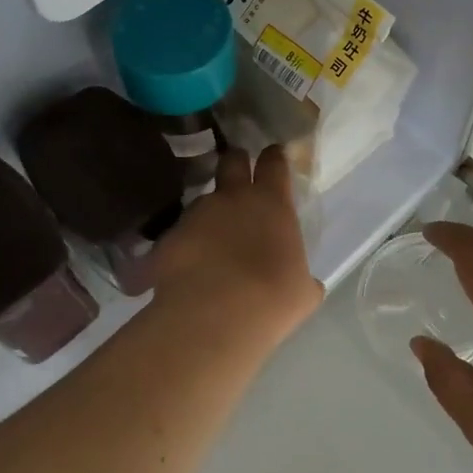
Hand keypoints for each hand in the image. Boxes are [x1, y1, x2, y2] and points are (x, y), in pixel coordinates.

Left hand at [151, 146, 321, 348]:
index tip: (274, 156)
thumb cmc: (272, 298)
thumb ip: (302, 278)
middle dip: (236, 163)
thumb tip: (306, 284)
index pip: (274, 162)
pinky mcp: (167, 238)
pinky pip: (177, 237)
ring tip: (210, 241)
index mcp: (272, 203)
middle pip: (232, 161)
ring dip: (207, 214)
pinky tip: (186, 271)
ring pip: (202, 201)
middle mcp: (232, 197)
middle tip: (238, 177)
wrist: (214, 317)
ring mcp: (196, 214)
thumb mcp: (301, 292)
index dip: (274, 157)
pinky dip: (183, 248)